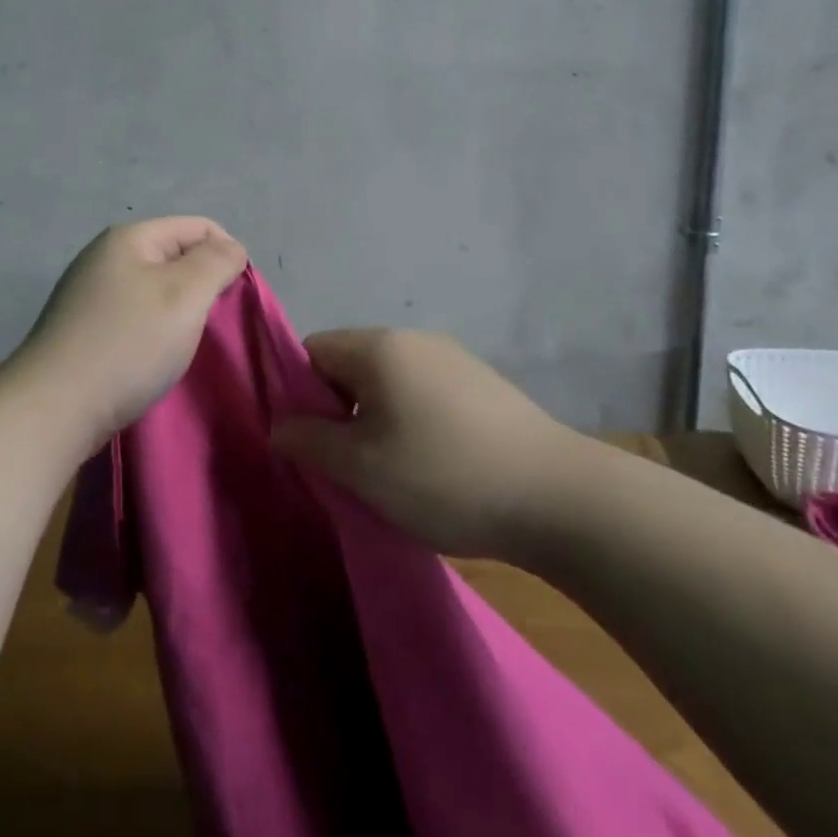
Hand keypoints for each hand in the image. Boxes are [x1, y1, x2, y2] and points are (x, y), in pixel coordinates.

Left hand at [10, 217, 247, 446]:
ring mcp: (89, 293)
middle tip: (210, 325)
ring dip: (178, 311)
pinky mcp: (82, 328)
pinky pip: (134, 315)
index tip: (235, 299)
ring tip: (182, 344)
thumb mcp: (184, 295)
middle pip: (175, 256)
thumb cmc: (128, 344)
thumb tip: (231, 246)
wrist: (54, 409)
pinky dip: (153, 330)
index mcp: (128, 238)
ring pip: (155, 288)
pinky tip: (152, 357)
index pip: (198, 228)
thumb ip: (215, 263)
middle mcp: (105, 257)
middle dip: (201, 285)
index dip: (226, 255)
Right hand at [271, 328, 591, 560]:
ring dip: (376, 418)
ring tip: (394, 471)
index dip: (300, 394)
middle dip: (339, 410)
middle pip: (350, 364)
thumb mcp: (361, 467)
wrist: (559, 498)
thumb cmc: (444, 476)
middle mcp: (413, 338)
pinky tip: (436, 464)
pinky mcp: (482, 384)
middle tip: (350, 464)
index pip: (312, 351)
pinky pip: (425, 391)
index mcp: (378, 347)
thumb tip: (278, 424)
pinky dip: (413, 420)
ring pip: (389, 380)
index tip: (313, 442)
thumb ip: (308, 441)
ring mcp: (453, 358)